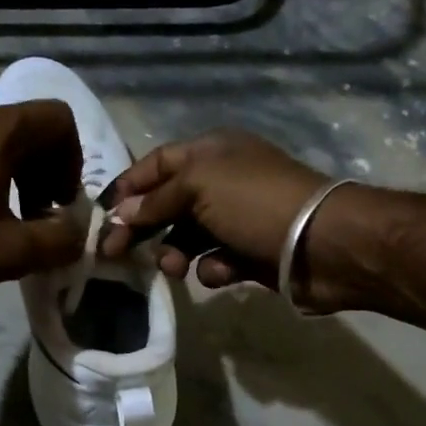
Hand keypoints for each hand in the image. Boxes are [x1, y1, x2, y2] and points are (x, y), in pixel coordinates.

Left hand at [0, 96, 83, 301]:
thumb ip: (55, 241)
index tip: (58, 203)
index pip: (59, 119)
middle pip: (30, 128)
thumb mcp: (4, 254)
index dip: (73, 162)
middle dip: (46, 171)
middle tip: (37, 218)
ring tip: (5, 220)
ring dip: (16, 174)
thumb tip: (76, 232)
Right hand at [100, 129, 330, 292]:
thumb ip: (155, 200)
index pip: (156, 163)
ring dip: (174, 252)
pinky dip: (213, 268)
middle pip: (168, 203)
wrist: (323, 244)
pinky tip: (219, 273)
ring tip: (173, 268)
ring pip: (188, 237)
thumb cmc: (255, 203)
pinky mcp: (251, 254)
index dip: (128, 186)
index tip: (103, 216)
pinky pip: (217, 261)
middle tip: (116, 254)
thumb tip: (120, 213)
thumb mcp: (197, 188)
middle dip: (144, 227)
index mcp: (211, 152)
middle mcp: (222, 181)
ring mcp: (238, 218)